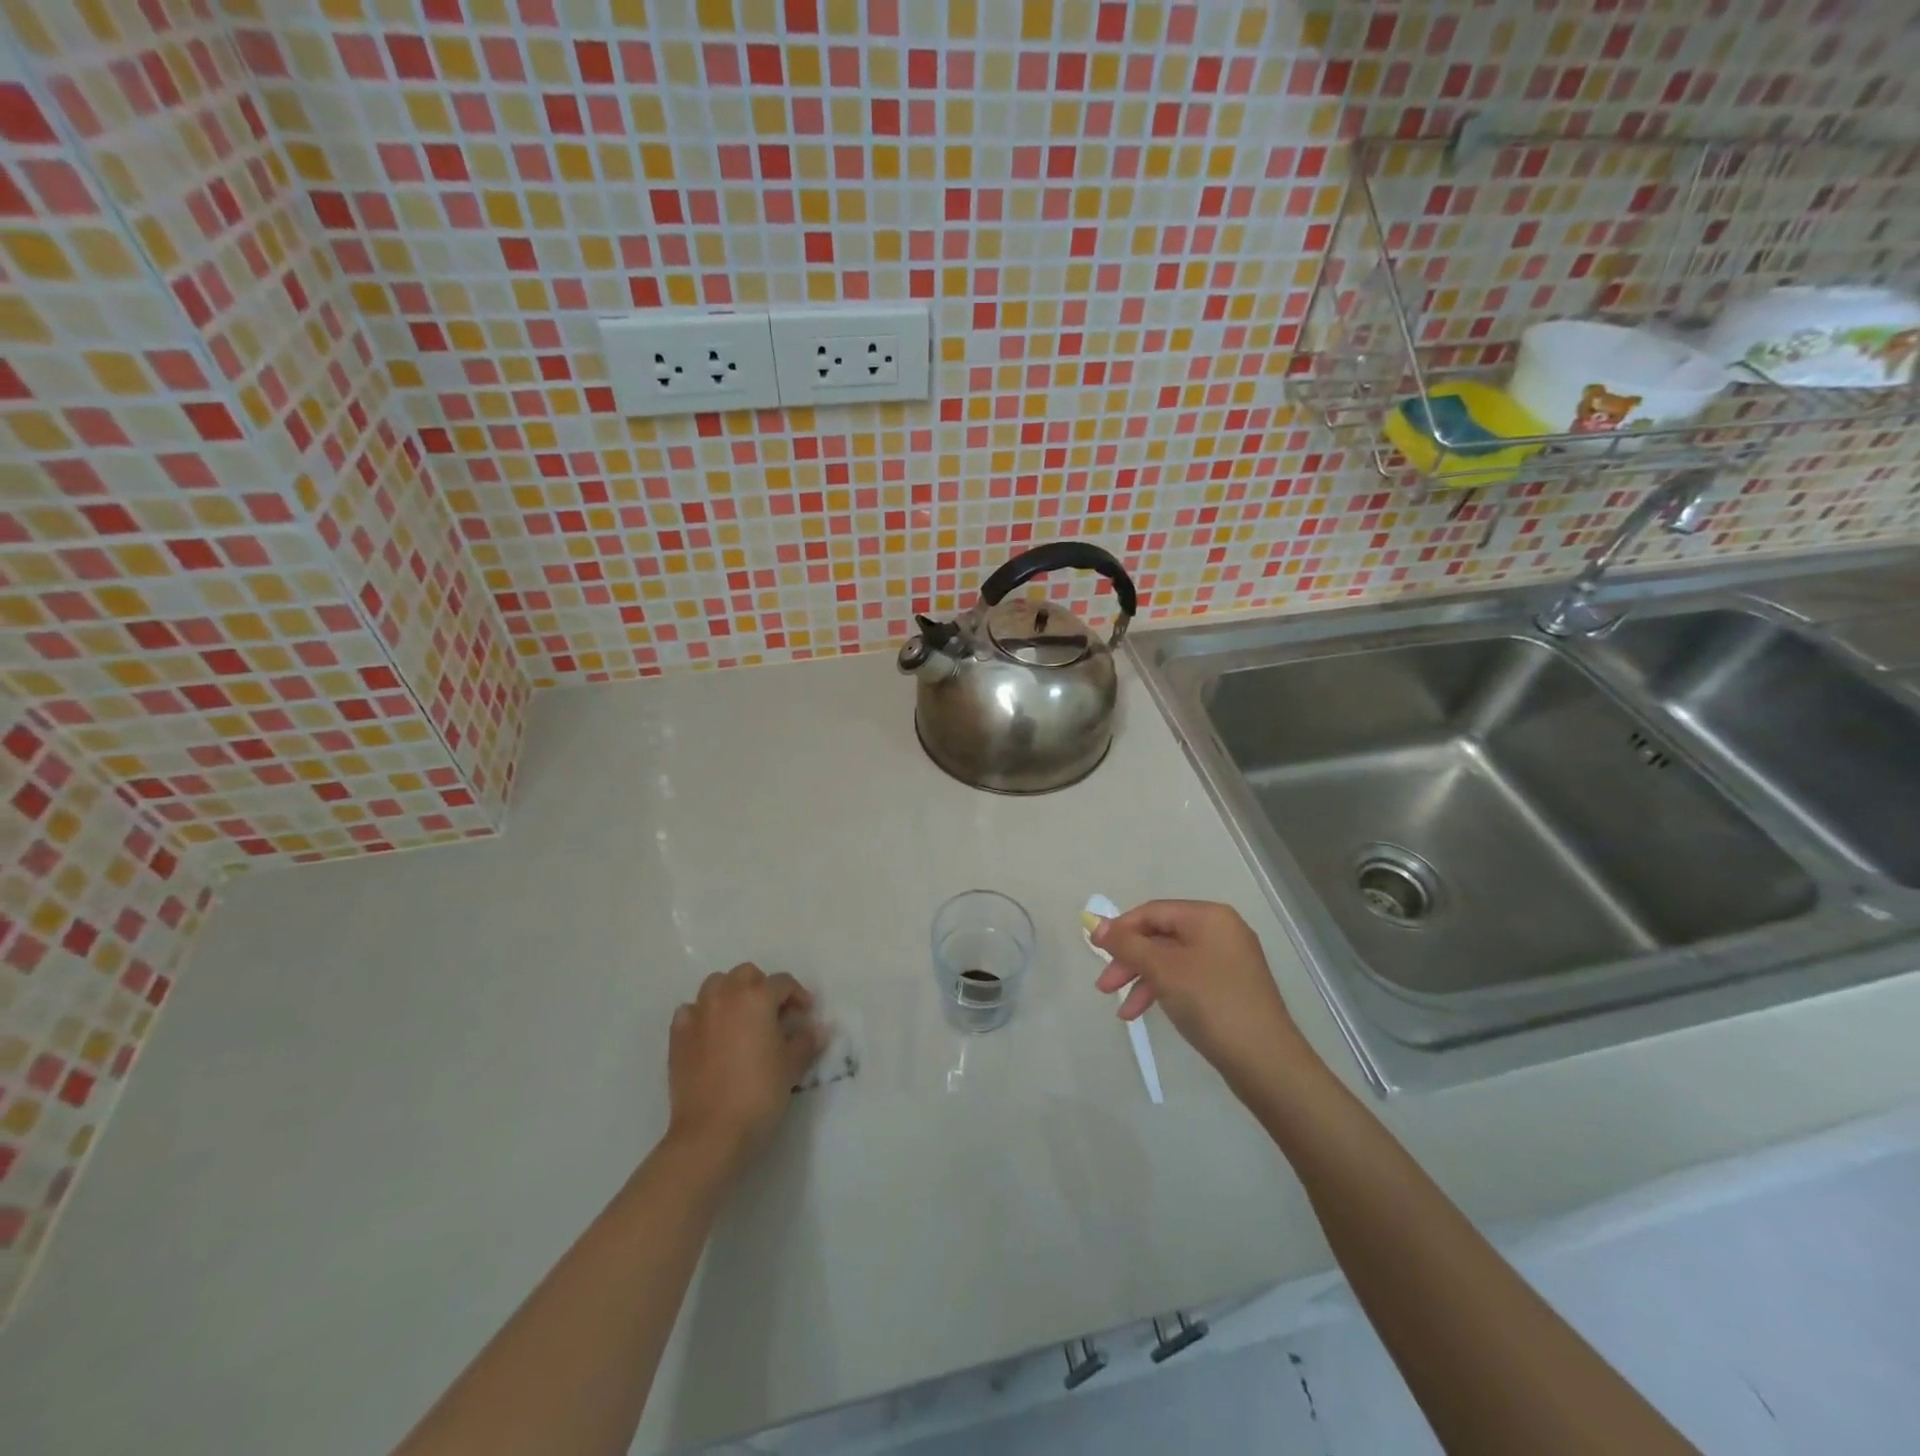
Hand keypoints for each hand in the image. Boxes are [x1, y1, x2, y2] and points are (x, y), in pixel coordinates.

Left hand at [666, 963, 826, 1166]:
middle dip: (762, 987)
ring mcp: (698, 1014)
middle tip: (773, 1014)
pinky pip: (691, 1011)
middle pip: (746, 974)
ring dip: (731, 994)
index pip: (783, 983)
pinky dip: (703, 1015)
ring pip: (716, 985)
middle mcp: (726, 996)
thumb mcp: (792, 1066)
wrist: (711, 1132)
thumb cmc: (759, 1093)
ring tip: (741, 1019)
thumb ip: (806, 1041)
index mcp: (757, 997)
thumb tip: (817, 1030)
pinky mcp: (677, 1036)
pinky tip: (711, 1034)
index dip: (798, 995)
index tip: (805, 1015)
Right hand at [1091, 900, 1312, 1088]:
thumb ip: (1127, 944)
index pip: (1153, 912)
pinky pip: (1186, 978)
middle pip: (1161, 936)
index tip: (1094, 950)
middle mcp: (1221, 931)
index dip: (1120, 929)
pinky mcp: (1230, 988)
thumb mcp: (1162, 970)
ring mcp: (1228, 961)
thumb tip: (1096, 924)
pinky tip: (1144, 1013)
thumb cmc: (1211, 1003)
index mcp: (1209, 917)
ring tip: (1122, 1011)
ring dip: (1142, 980)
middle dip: (1130, 960)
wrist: (1266, 1061)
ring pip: (1171, 960)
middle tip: (1104, 986)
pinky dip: (1163, 991)